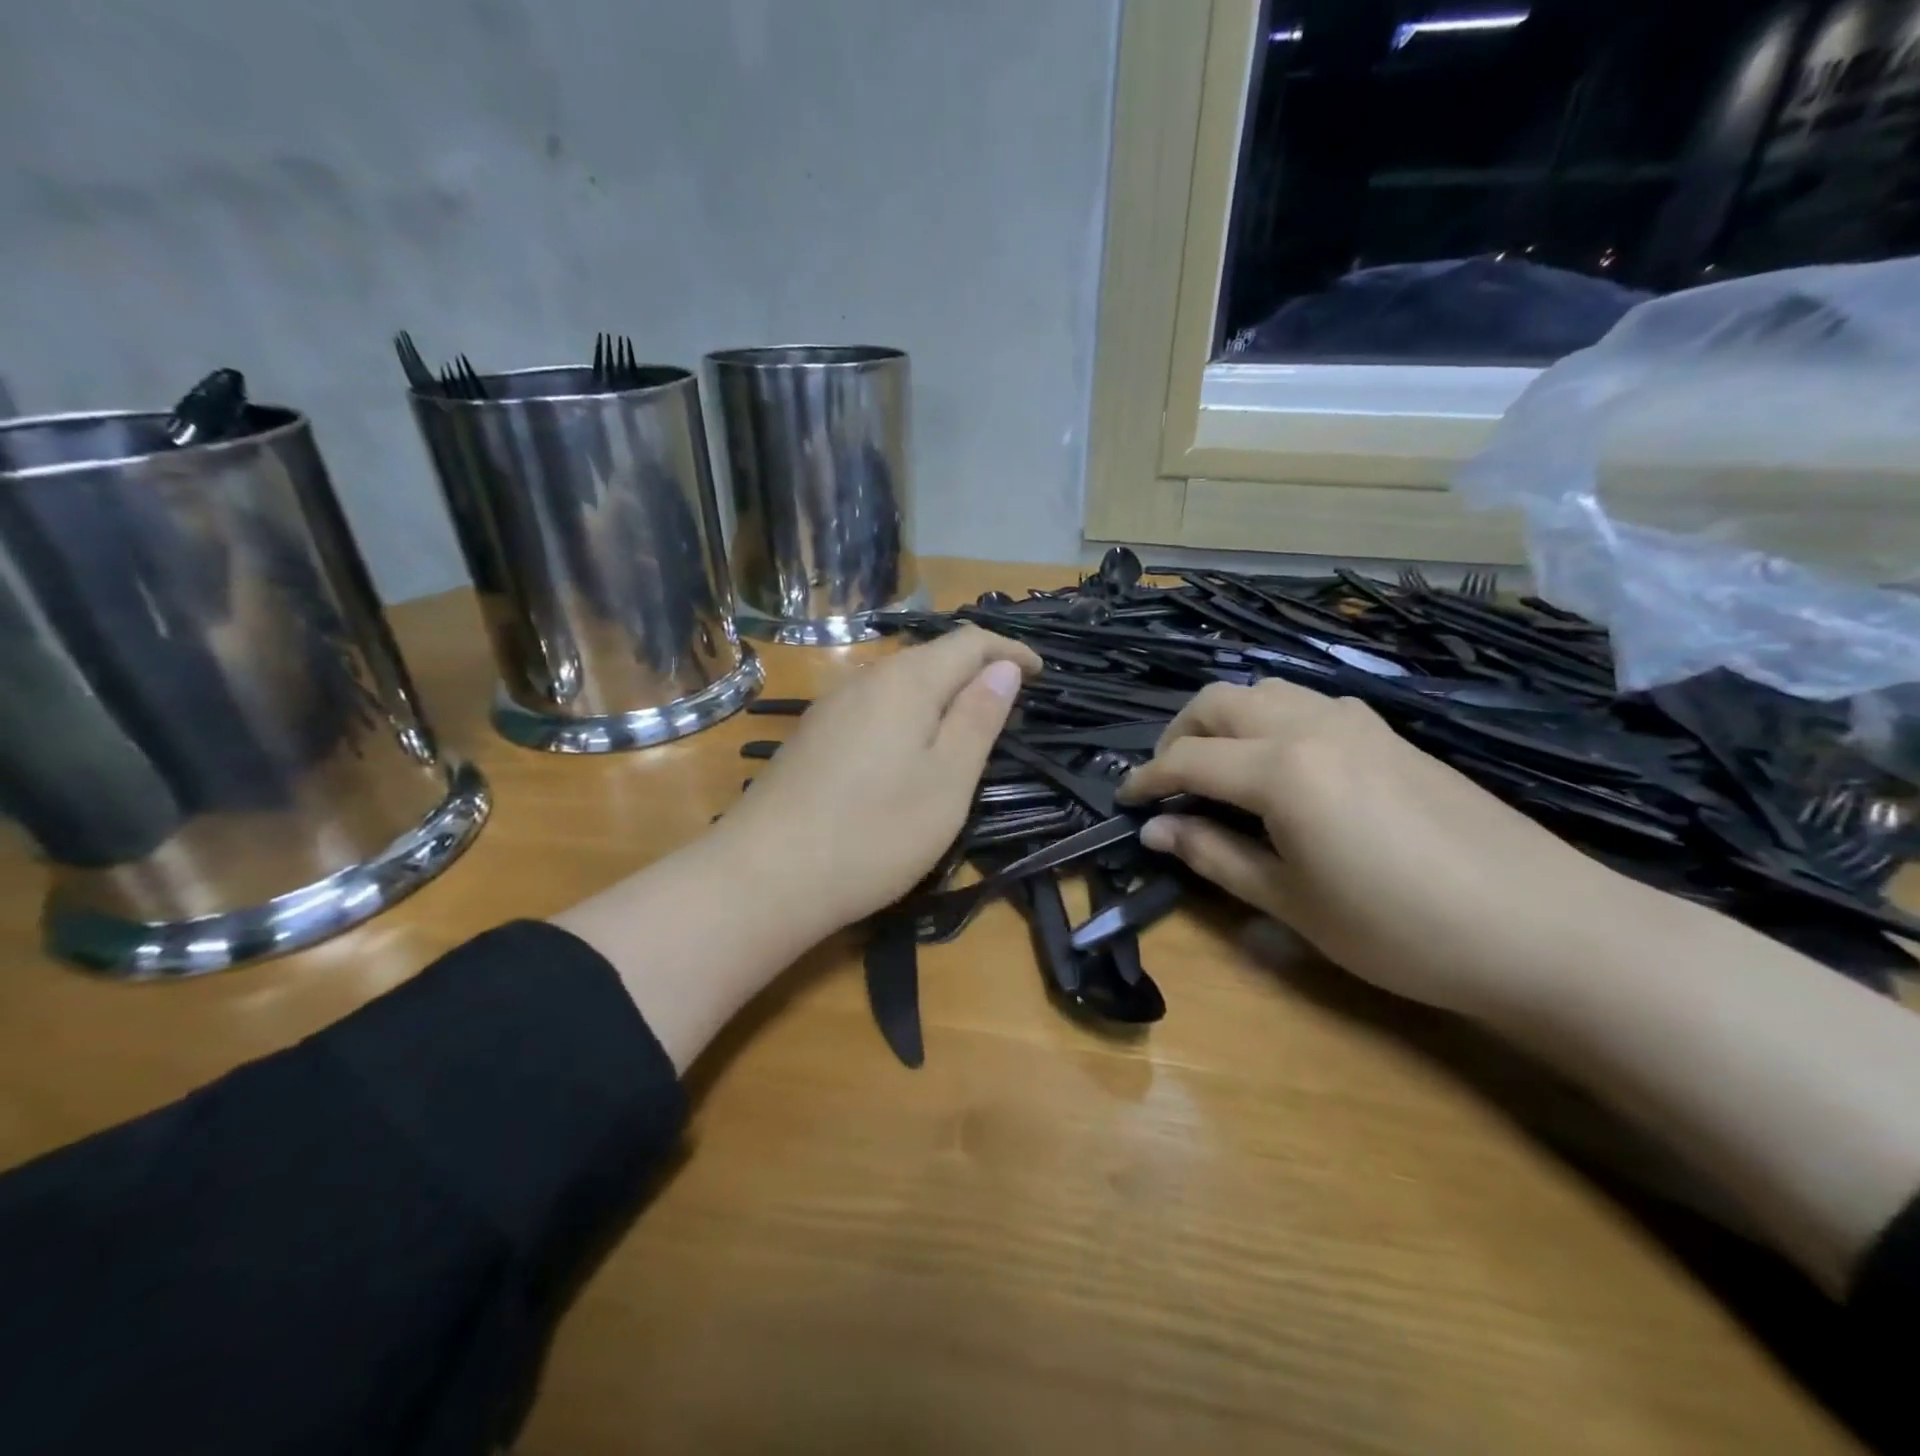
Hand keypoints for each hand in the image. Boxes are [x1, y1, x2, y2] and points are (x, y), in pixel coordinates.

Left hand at [715, 627, 1041, 938]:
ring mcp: (831, 707)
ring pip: (900, 681)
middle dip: (976, 669)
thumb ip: (978, 718)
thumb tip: (1004, 667)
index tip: (1043, 674)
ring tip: (966, 727)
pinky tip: (908, 749)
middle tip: (1009, 705)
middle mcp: (865, 679)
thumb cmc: (874, 832)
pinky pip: (874, 706)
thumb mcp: (948, 780)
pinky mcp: (813, 736)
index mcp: (906, 681)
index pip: (969, 641)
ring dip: (941, 693)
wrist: (764, 876)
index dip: (1010, 650)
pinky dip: (908, 713)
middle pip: (931, 655)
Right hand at [1115, 679, 1641, 1017]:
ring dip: (1225, 719)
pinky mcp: (1389, 732)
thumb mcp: (1291, 902)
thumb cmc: (1400, 929)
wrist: (1543, 927)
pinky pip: (1308, 702)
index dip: (1146, 780)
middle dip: (1179, 735)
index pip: (1188, 760)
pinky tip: (1282, 766)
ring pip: (1265, 691)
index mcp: (1281, 769)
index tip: (1124, 802)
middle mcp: (1311, 726)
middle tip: (1168, 782)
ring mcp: (1356, 722)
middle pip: (1219, 701)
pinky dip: (1271, 719)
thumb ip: (1214, 857)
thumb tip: (1156, 831)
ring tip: (1218, 769)